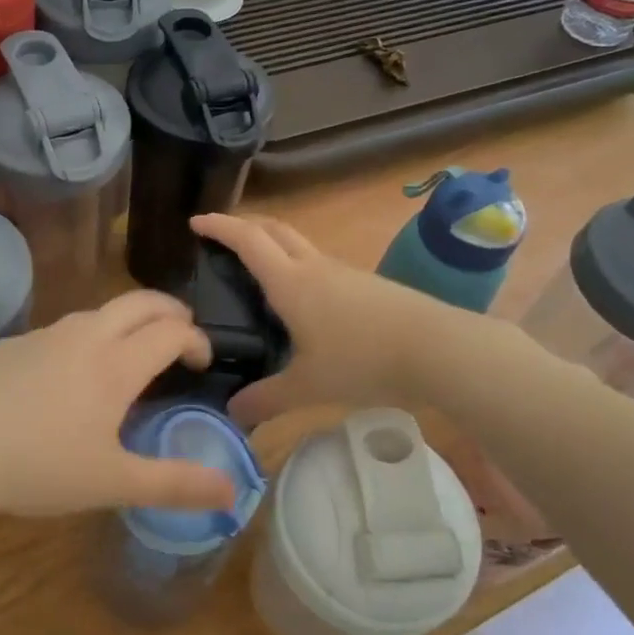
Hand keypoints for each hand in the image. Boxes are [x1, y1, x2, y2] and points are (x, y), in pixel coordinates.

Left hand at [0, 291, 233, 517]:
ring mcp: (43, 335)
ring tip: (129, 354)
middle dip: (169, 310)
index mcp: (115, 364)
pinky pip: (61, 330)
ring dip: (125, 322)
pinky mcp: (11, 344)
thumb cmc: (39, 467)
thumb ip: (175, 485)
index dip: (196, 340)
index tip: (202, 362)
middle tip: (181, 333)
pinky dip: (84, 338)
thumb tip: (232, 493)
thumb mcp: (113, 483)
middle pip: (139, 302)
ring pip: (97, 312)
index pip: (171, 331)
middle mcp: (84, 336)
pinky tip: (66, 377)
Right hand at [192, 211, 475, 426]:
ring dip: (274, 244)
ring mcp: (344, 272)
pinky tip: (302, 298)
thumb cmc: (363, 360)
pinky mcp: (366, 284)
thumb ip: (267, 399)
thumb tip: (233, 413)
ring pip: (300, 245)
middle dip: (245, 225)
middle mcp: (314, 267)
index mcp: (290, 283)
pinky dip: (298, 265)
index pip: (248, 241)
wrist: (437, 348)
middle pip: (275, 229)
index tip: (196, 221)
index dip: (220, 226)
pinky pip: (321, 264)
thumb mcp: (308, 386)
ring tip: (258, 268)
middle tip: (222, 236)